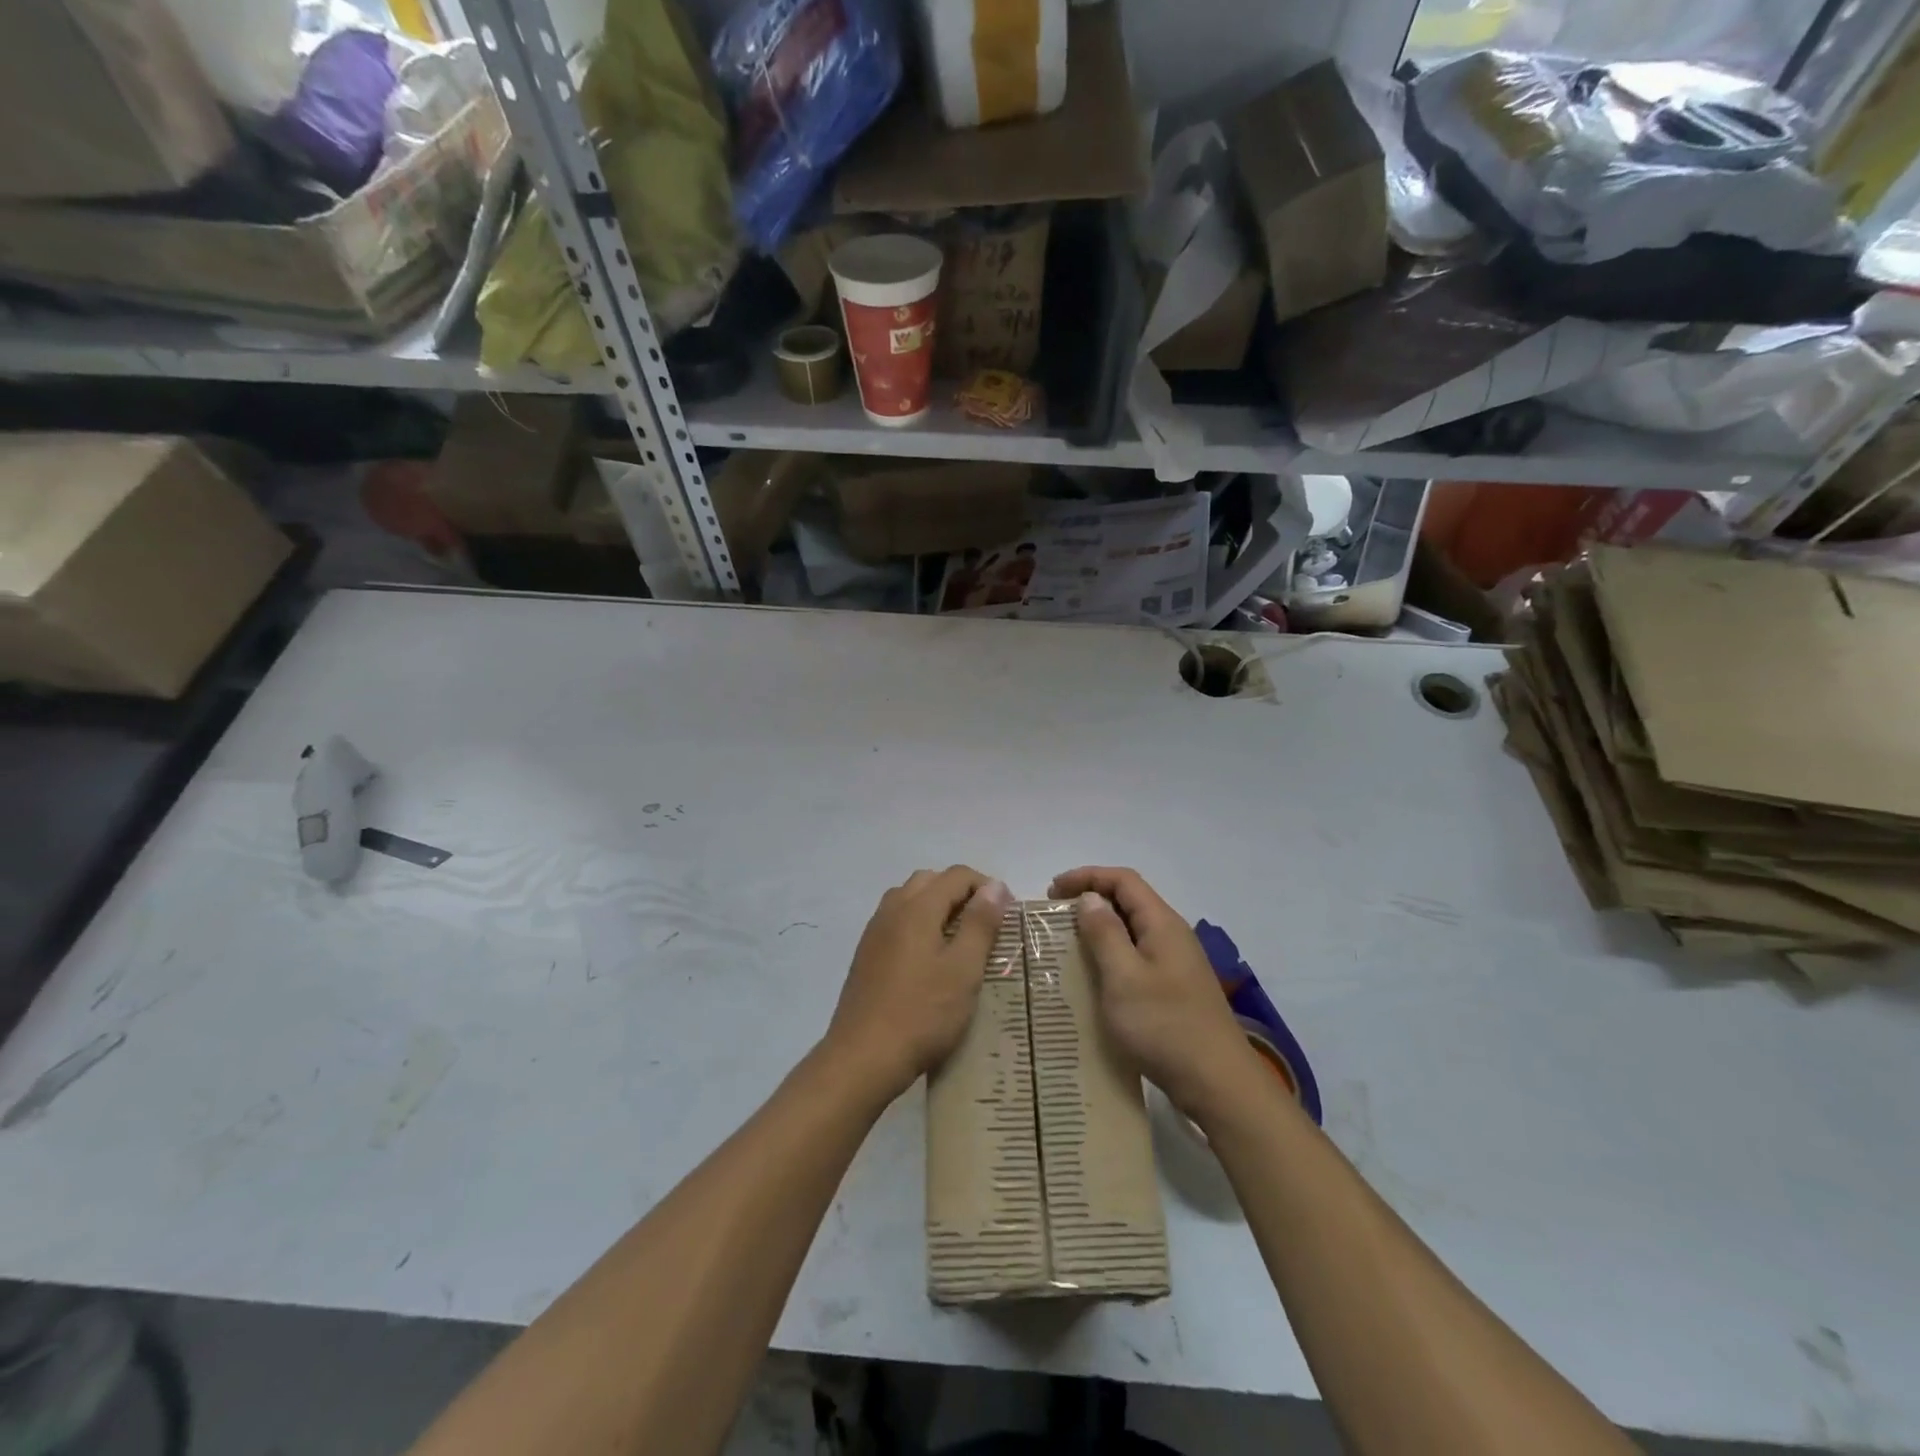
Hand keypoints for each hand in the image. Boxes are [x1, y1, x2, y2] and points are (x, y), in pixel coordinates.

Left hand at [823, 867, 1012, 1101]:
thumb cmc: (922, 1013)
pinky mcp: (866, 955)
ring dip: (936, 906)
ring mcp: (874, 933)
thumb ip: (980, 924)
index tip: (1005, 914)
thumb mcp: (963, 970)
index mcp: (917, 908)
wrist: (862, 1058)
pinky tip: (929, 959)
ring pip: (909, 899)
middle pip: (930, 881)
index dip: (986, 886)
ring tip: (959, 940)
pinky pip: (896, 922)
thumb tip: (995, 886)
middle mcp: (892, 910)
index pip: (956, 875)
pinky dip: (918, 925)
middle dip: (960, 892)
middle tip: (984, 924)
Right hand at [1050, 867, 1258, 1122]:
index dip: (1087, 876)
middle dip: (1091, 900)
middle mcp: (1172, 935)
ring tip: (1067, 944)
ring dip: (1100, 929)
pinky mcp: (1175, 989)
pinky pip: (1137, 957)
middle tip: (1055, 917)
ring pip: (1132, 930)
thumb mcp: (1124, 978)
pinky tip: (1094, 977)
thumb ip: (1105, 934)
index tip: (1052, 890)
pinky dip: (1111, 955)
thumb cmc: (1165, 1026)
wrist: (1218, 1084)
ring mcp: (1176, 963)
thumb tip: (1089, 898)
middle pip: (1129, 901)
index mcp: (1162, 924)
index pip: (1123, 880)